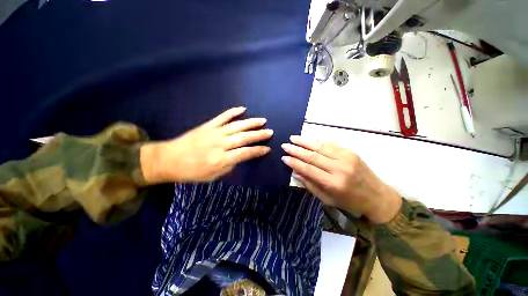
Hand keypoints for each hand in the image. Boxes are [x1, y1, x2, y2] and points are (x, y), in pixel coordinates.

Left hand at [141, 107, 272, 182]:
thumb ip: (229, 166)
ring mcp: (214, 132)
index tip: (267, 148)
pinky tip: (242, 109)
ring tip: (262, 120)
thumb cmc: (192, 172)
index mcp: (221, 159)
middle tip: (270, 132)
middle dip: (259, 135)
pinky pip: (223, 117)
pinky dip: (233, 112)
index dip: (258, 151)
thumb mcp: (213, 176)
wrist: (169, 160)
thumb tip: (240, 157)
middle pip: (244, 137)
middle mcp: (220, 144)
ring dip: (251, 123)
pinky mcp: (208, 125)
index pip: (245, 153)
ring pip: (237, 125)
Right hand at [281, 136, 401, 223]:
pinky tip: (309, 138)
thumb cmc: (350, 202)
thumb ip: (311, 185)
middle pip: (313, 156)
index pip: (308, 169)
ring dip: (305, 141)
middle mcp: (339, 168)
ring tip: (293, 138)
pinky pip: (331, 144)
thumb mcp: (328, 199)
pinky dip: (318, 141)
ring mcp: (346, 157)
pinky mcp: (351, 152)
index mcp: (333, 183)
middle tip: (285, 145)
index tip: (284, 157)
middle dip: (296, 150)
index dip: (294, 163)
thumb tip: (296, 172)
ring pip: (321, 146)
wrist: (378, 197)